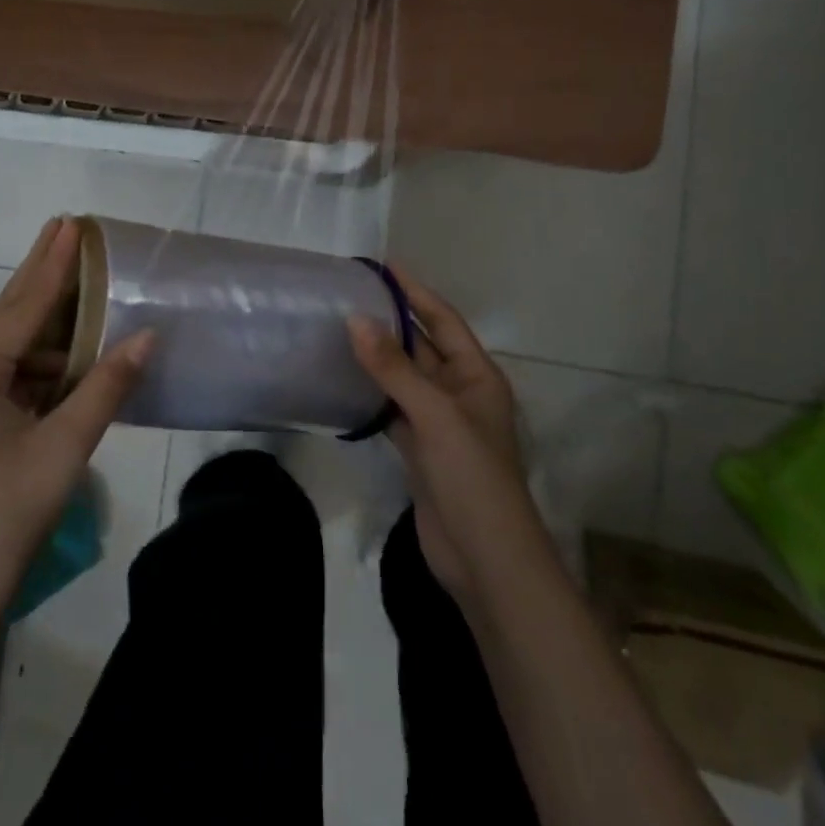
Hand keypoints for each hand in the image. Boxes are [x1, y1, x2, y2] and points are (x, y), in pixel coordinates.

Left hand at [0, 217, 153, 625]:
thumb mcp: (62, 449)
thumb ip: (106, 387)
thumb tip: (147, 336)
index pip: (24, 303)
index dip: (54, 263)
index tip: (72, 223)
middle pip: (12, 314)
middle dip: (43, 274)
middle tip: (68, 230)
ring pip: (16, 350)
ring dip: (52, 324)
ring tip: (88, 292)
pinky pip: (16, 379)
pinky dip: (48, 364)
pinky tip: (77, 359)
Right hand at [348, 270, 550, 609]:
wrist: (485, 559)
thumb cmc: (471, 475)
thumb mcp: (435, 414)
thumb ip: (394, 367)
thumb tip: (356, 320)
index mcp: (477, 375)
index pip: (443, 320)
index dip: (415, 291)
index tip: (384, 266)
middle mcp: (460, 392)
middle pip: (423, 346)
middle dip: (392, 322)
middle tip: (351, 296)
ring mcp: (440, 423)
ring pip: (405, 379)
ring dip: (379, 358)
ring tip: (340, 329)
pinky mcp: (420, 451)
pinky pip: (393, 410)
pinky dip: (372, 396)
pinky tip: (344, 382)